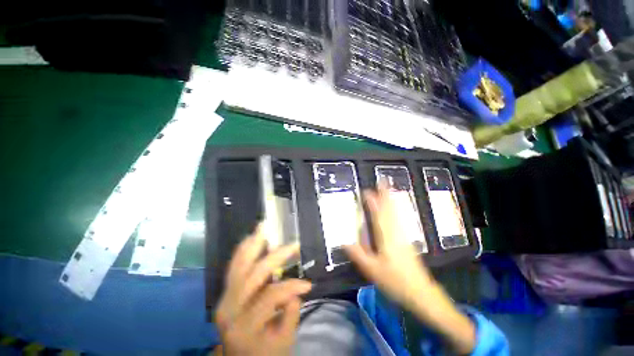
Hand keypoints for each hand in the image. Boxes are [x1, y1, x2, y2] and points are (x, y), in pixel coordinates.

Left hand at [215, 224, 311, 355]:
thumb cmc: (264, 353)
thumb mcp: (283, 341)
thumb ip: (290, 314)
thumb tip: (295, 290)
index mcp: (245, 326)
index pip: (270, 296)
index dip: (291, 287)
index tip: (308, 285)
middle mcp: (230, 309)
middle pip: (254, 274)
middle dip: (277, 256)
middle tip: (293, 245)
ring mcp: (223, 298)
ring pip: (239, 264)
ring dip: (253, 244)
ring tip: (264, 227)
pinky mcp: (224, 292)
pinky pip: (234, 266)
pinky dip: (243, 250)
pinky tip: (251, 239)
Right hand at [344, 186, 432, 310]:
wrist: (421, 293)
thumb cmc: (395, 281)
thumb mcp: (372, 270)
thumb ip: (357, 254)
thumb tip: (343, 241)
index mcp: (387, 237)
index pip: (379, 214)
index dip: (373, 201)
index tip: (367, 191)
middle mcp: (396, 232)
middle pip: (390, 209)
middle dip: (385, 194)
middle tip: (382, 181)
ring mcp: (403, 235)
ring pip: (396, 213)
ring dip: (391, 199)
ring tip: (388, 189)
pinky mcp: (407, 240)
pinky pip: (399, 219)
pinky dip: (396, 210)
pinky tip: (394, 209)